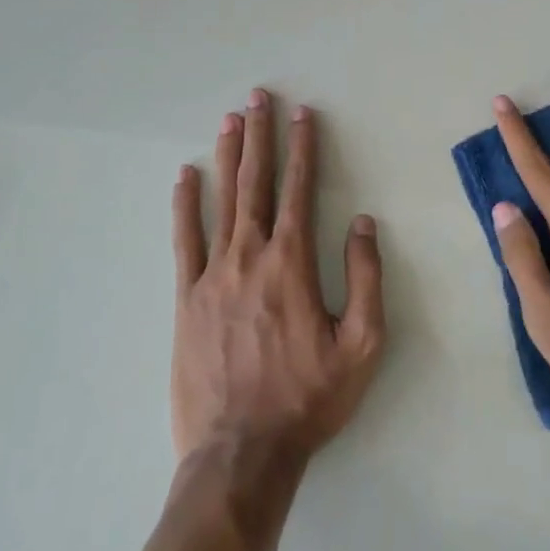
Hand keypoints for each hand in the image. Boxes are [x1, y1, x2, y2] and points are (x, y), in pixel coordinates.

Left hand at [171, 89, 385, 466]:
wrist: (240, 453)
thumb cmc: (308, 399)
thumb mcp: (362, 345)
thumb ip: (365, 278)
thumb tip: (361, 222)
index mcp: (292, 263)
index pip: (300, 189)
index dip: (304, 148)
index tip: (303, 114)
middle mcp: (249, 256)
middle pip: (256, 183)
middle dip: (260, 136)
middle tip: (258, 97)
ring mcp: (211, 275)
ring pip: (221, 201)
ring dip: (228, 157)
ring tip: (230, 120)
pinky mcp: (185, 299)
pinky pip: (184, 240)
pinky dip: (185, 205)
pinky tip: (185, 177)